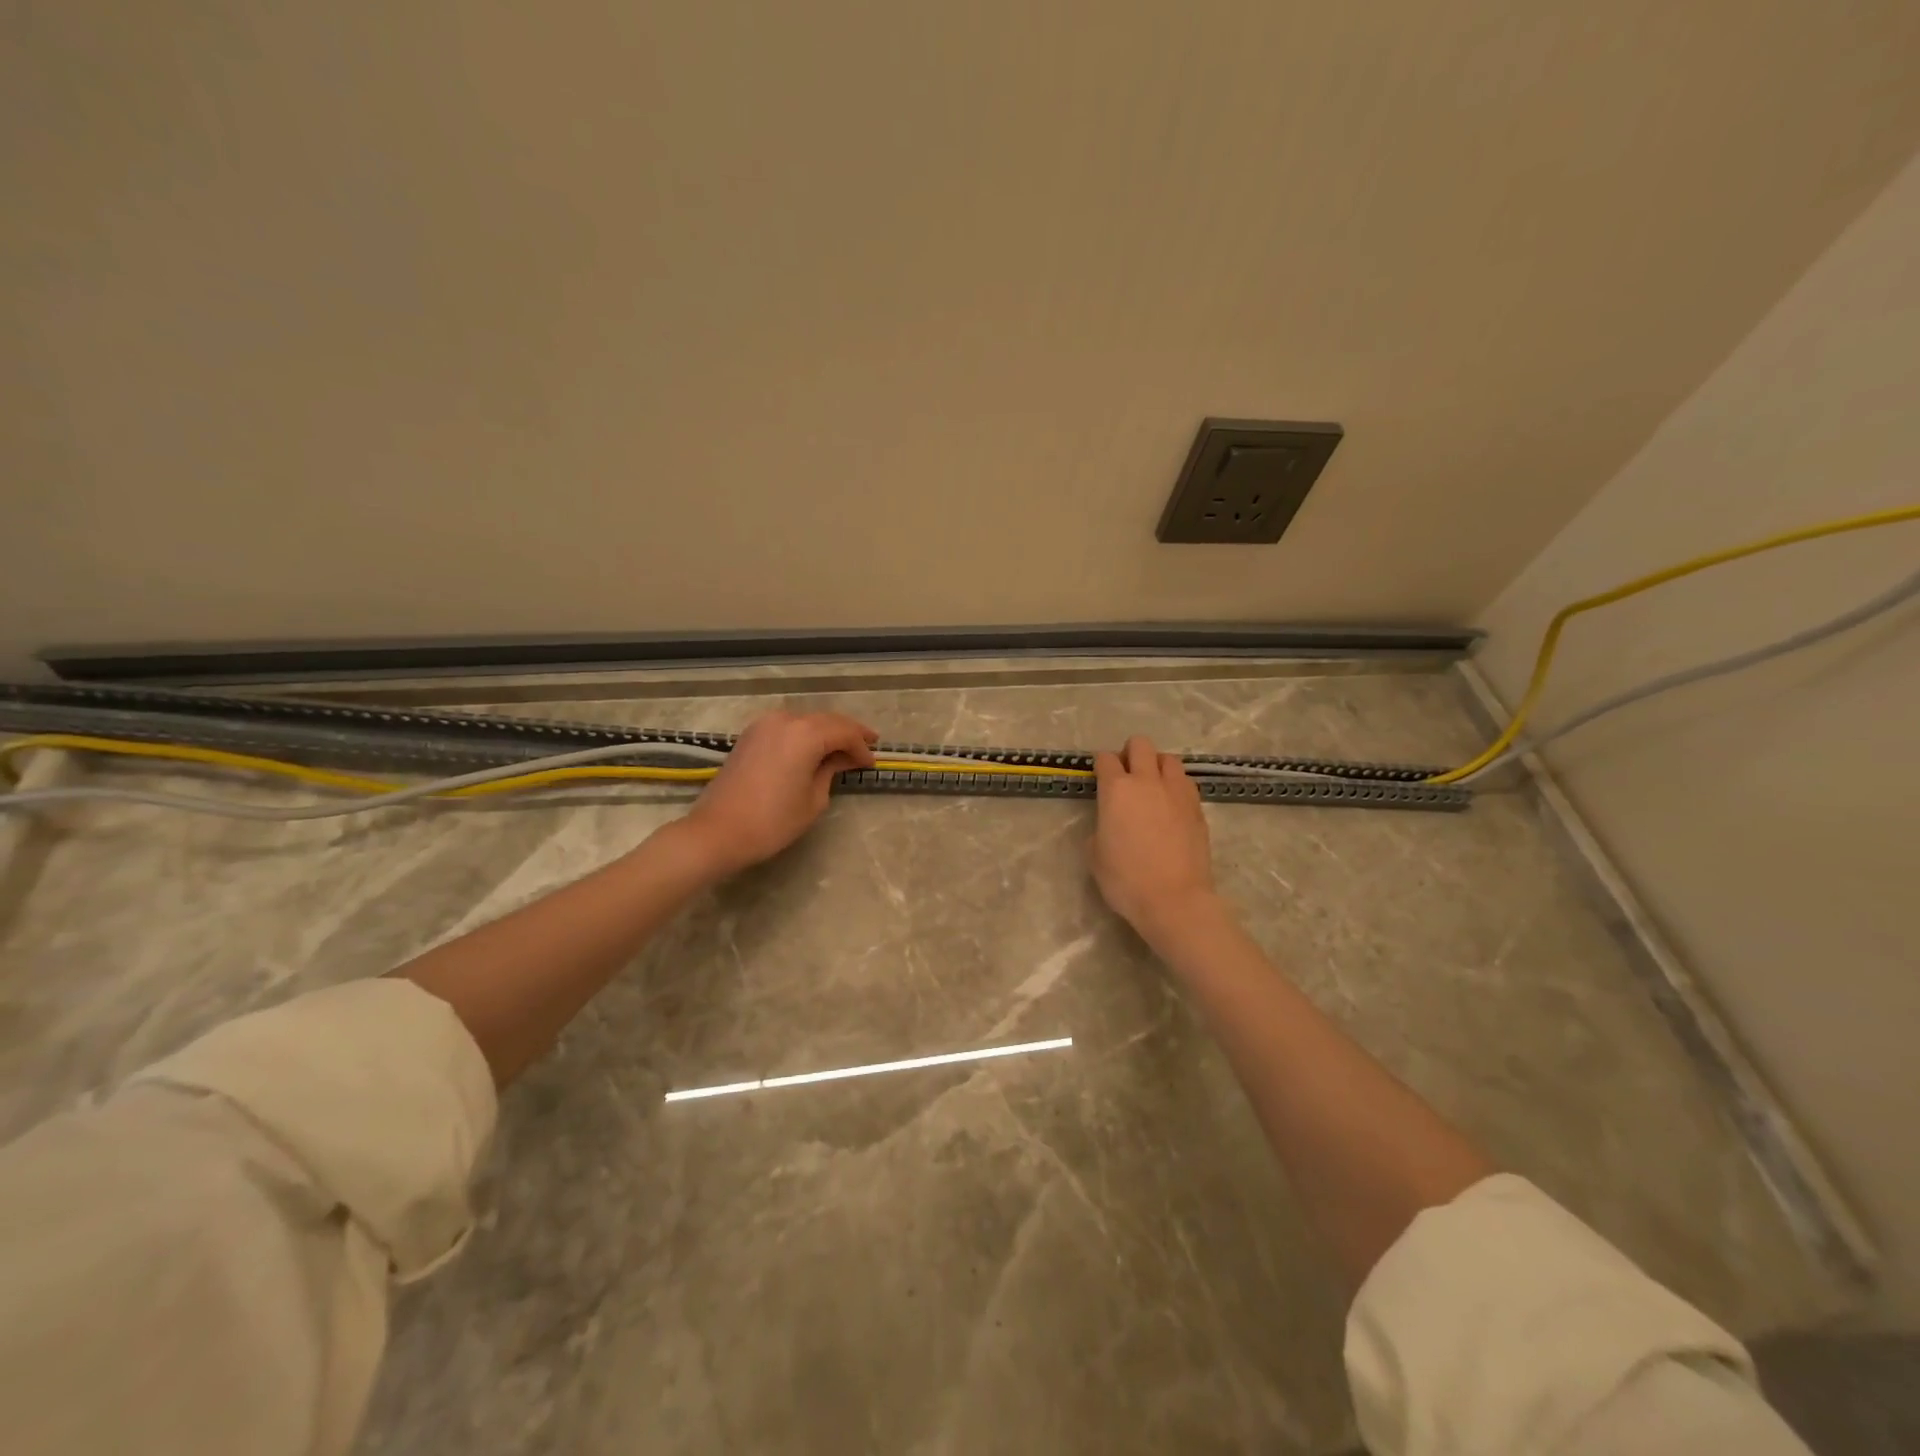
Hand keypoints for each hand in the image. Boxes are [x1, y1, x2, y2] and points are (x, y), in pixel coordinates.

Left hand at [678, 710, 877, 876]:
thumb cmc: (772, 821)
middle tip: (868, 745)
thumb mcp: (813, 799)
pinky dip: (805, 734)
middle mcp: (786, 720)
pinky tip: (814, 748)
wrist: (718, 831)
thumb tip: (840, 760)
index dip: (861, 747)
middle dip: (848, 733)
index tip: (872, 763)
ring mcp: (764, 725)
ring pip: (806, 721)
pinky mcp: (751, 735)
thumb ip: (830, 771)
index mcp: (805, 734)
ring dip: (826, 731)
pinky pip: (787, 727)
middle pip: (826, 720)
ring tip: (843, 747)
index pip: (844, 732)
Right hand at [1088, 736, 1222, 944]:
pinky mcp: (1198, 808)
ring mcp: (1177, 792)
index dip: (1101, 765)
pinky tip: (1171, 805)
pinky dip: (1175, 786)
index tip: (1100, 777)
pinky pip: (1185, 783)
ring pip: (1168, 759)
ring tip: (1152, 786)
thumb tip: (1110, 822)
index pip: (1106, 759)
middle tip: (1126, 775)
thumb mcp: (1095, 855)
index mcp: (1117, 790)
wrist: (1174, 900)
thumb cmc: (1126, 880)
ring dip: (1157, 766)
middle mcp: (1148, 781)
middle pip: (1140, 745)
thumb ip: (1100, 827)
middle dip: (1130, 753)